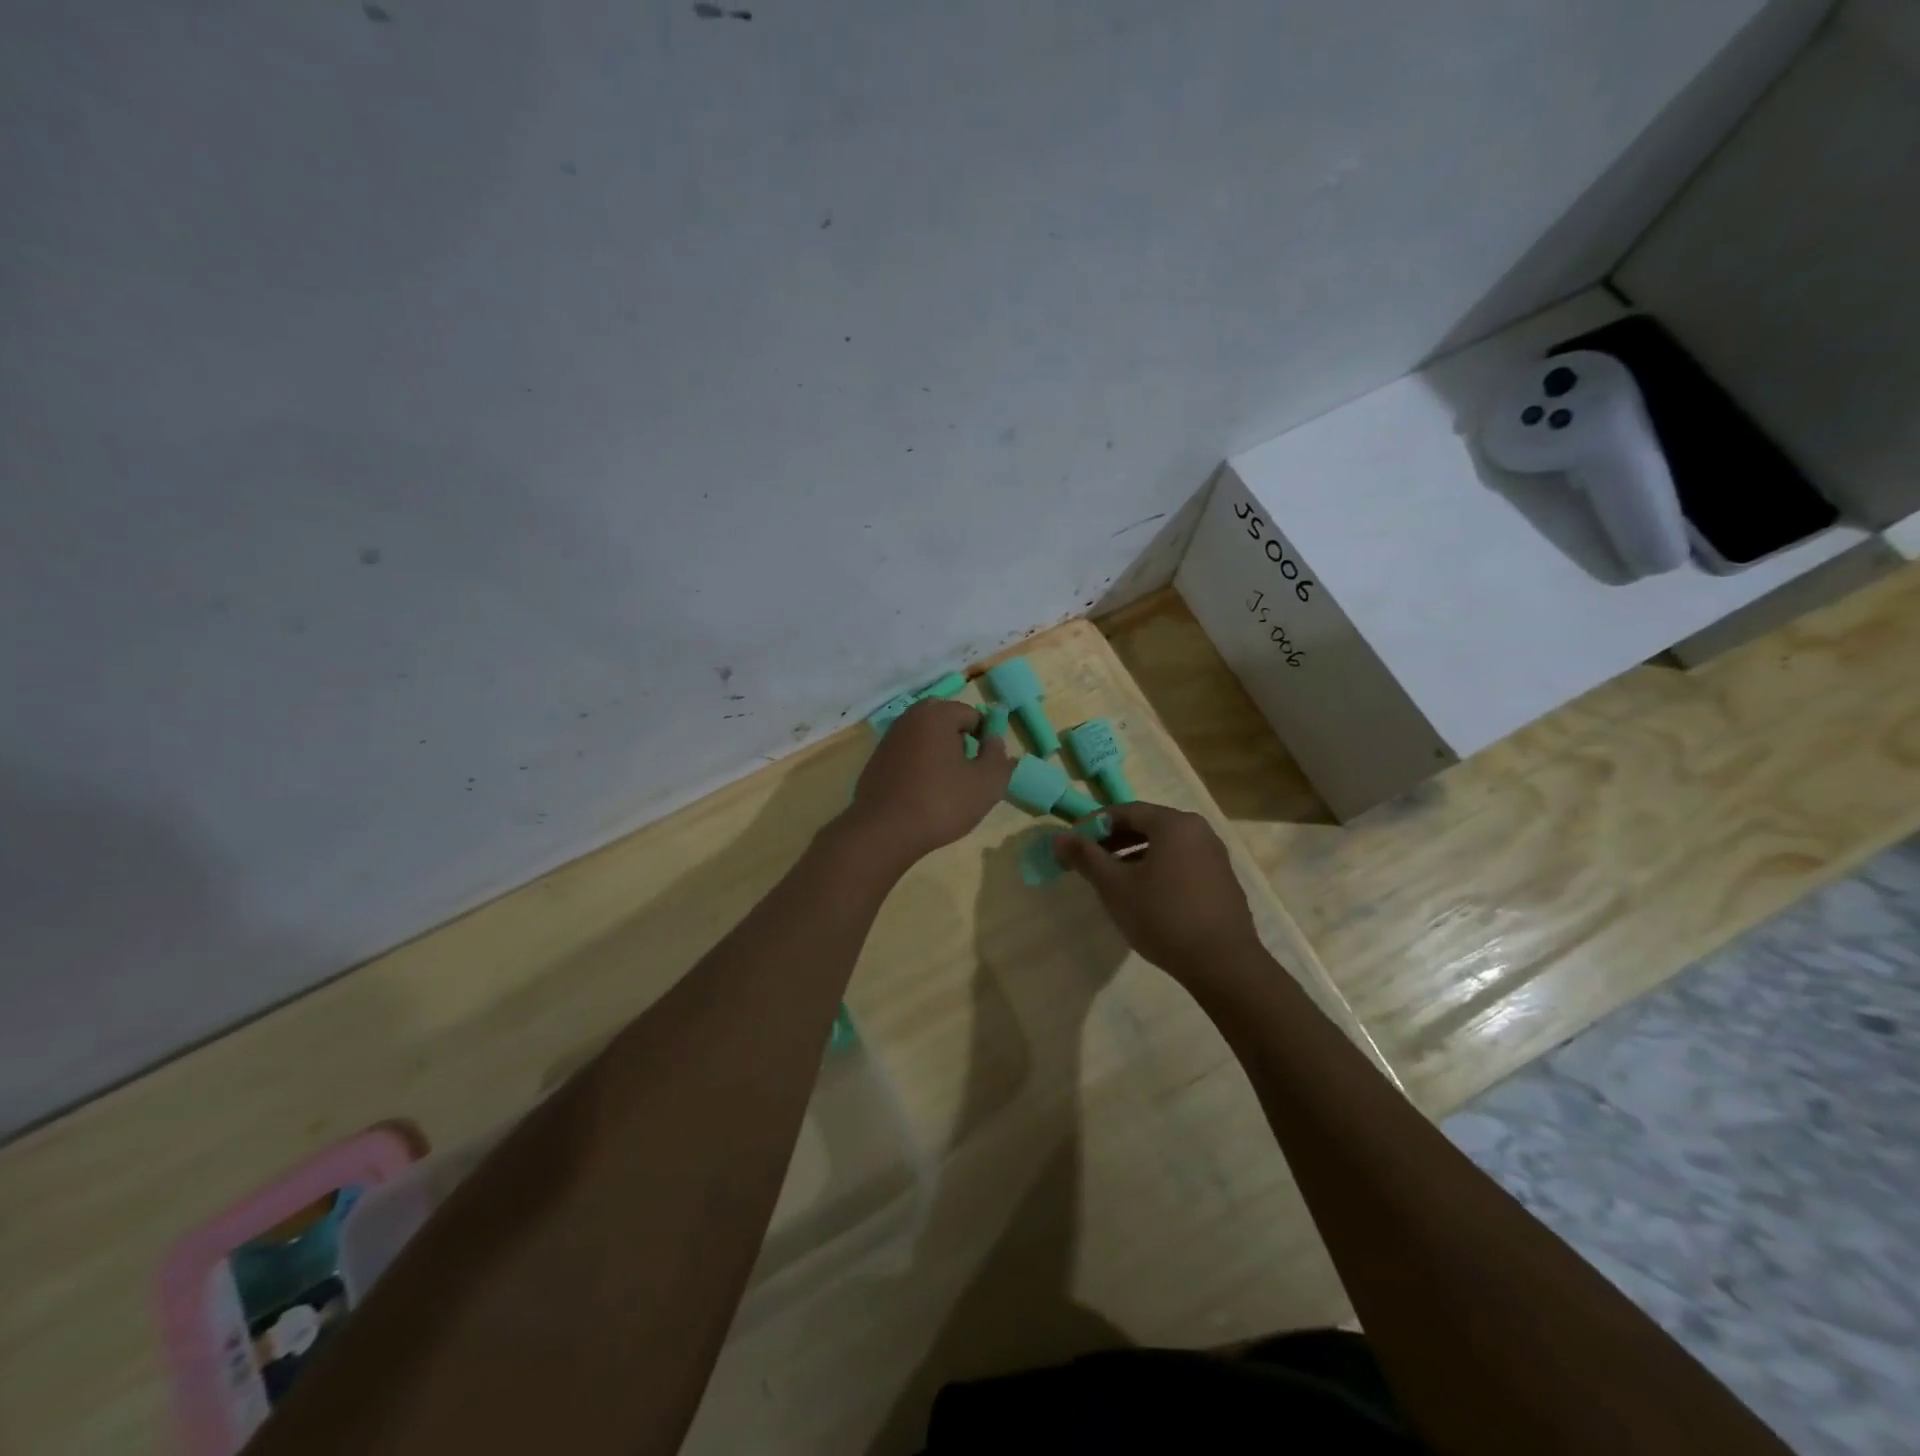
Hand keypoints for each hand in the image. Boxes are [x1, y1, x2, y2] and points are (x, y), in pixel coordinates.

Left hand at [842, 698, 1013, 868]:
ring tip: (946, 786)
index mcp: (937, 715)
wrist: (883, 831)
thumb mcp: (987, 784)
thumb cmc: (941, 803)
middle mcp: (909, 718)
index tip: (986, 765)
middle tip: (967, 772)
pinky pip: (907, 754)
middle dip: (960, 742)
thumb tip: (995, 740)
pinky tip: (921, 794)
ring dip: (938, 753)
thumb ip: (998, 757)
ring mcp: (888, 739)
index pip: (972, 714)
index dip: (985, 737)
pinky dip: (918, 766)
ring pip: (924, 738)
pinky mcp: (875, 761)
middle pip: (945, 722)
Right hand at [1053, 802, 1262, 977]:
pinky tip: (1144, 895)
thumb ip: (1086, 857)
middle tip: (1088, 861)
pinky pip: (1181, 862)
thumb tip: (1059, 838)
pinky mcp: (1222, 879)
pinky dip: (1157, 868)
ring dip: (1134, 856)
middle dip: (1113, 840)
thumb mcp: (1115, 887)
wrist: (1223, 964)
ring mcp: (1214, 855)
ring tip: (1111, 879)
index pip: (1125, 811)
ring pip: (1164, 845)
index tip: (1072, 844)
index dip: (1093, 825)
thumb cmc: (1163, 917)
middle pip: (1147, 825)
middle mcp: (1198, 830)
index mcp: (1174, 823)